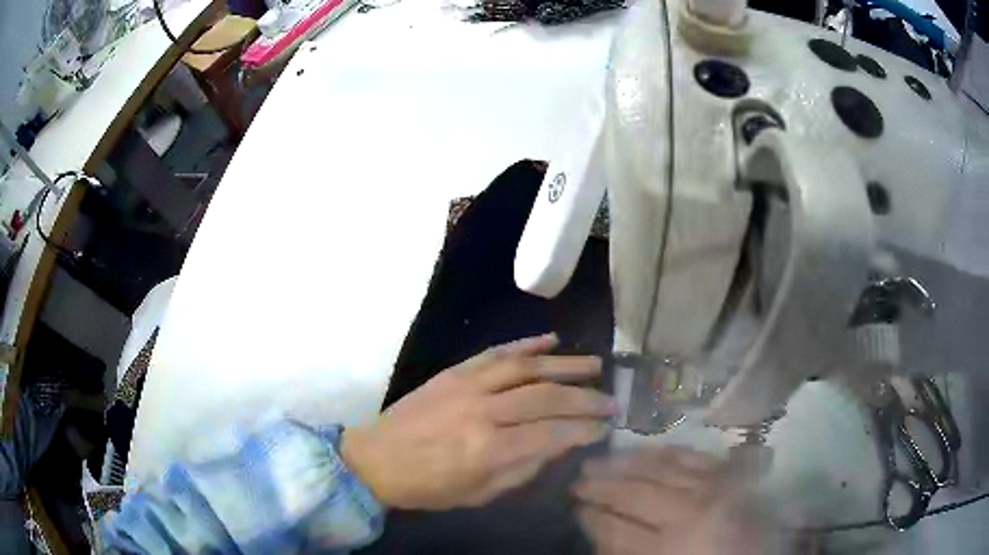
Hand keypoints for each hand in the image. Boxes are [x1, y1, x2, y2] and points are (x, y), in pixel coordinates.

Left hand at [341, 333, 614, 509]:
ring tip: (594, 364)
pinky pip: (495, 352)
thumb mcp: (479, 494)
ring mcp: (467, 385)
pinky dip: (526, 343)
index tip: (606, 427)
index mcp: (489, 449)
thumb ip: (522, 469)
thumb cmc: (428, 487)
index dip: (584, 430)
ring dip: (564, 364)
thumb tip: (557, 446)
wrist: (375, 459)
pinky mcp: (453, 372)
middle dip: (585, 398)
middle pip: (546, 398)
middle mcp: (483, 411)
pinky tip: (551, 339)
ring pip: (526, 367)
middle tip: (611, 399)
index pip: (552, 434)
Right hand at [573, 447, 774, 554]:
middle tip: (577, 479)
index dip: (591, 517)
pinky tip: (652, 450)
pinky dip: (670, 451)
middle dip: (601, 486)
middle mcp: (693, 511)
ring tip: (603, 459)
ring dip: (627, 463)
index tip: (574, 507)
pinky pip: (696, 456)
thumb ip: (628, 552)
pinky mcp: (733, 476)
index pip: (616, 529)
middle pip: (636, 493)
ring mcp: (717, 488)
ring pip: (662, 467)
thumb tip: (599, 527)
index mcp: (671, 547)